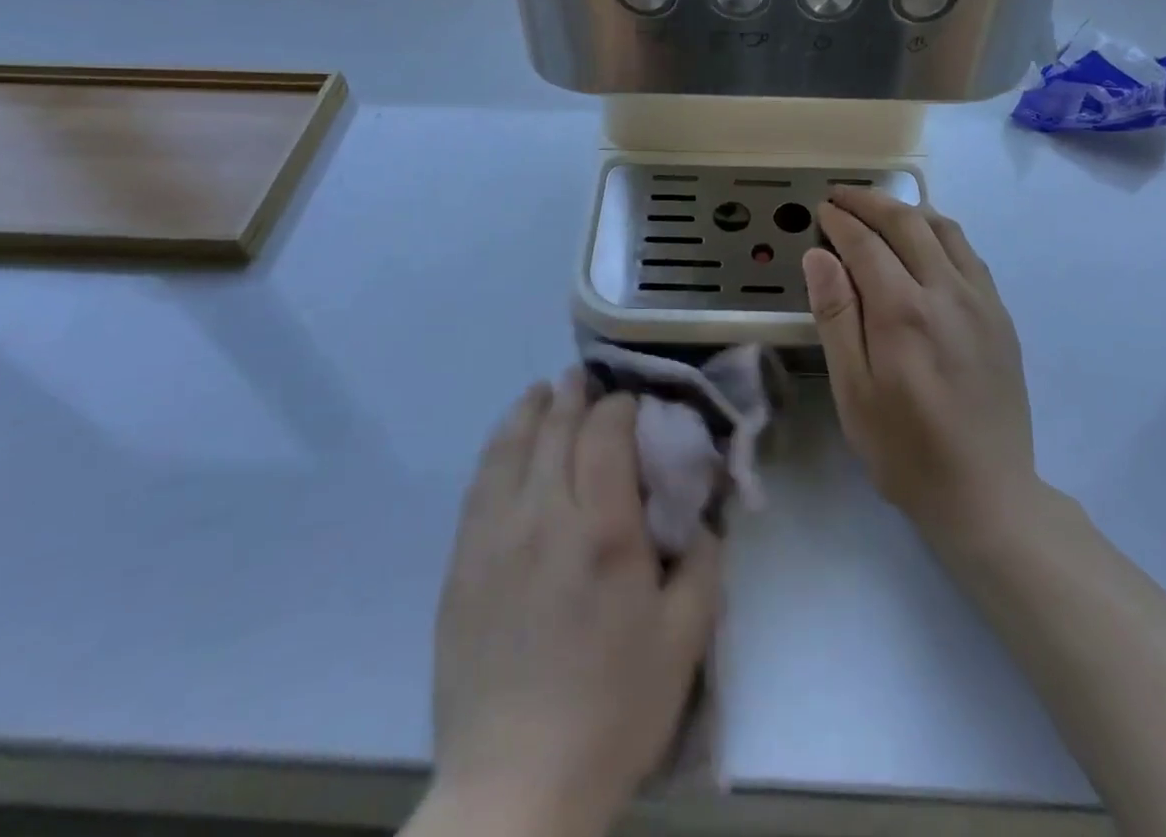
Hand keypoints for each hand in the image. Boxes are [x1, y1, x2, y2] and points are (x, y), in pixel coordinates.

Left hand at [429, 373, 719, 836]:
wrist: (514, 787)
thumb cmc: (611, 712)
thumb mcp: (684, 642)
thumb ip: (703, 566)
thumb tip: (702, 518)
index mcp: (603, 530)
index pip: (605, 434)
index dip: (619, 406)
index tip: (631, 403)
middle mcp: (544, 516)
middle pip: (555, 430)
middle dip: (574, 396)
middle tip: (586, 378)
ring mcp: (494, 538)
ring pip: (510, 448)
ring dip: (529, 411)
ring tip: (543, 392)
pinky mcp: (462, 565)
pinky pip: (479, 486)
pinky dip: (496, 450)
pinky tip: (504, 444)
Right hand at [802, 187, 1035, 543]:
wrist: (988, 493)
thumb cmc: (905, 449)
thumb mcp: (853, 391)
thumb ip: (836, 316)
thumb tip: (818, 255)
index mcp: (903, 311)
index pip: (866, 243)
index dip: (840, 220)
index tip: (821, 209)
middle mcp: (947, 292)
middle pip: (907, 223)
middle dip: (871, 202)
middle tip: (842, 196)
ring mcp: (981, 301)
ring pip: (945, 230)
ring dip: (908, 210)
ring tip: (880, 210)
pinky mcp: (1001, 316)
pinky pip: (969, 254)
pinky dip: (941, 233)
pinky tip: (926, 244)